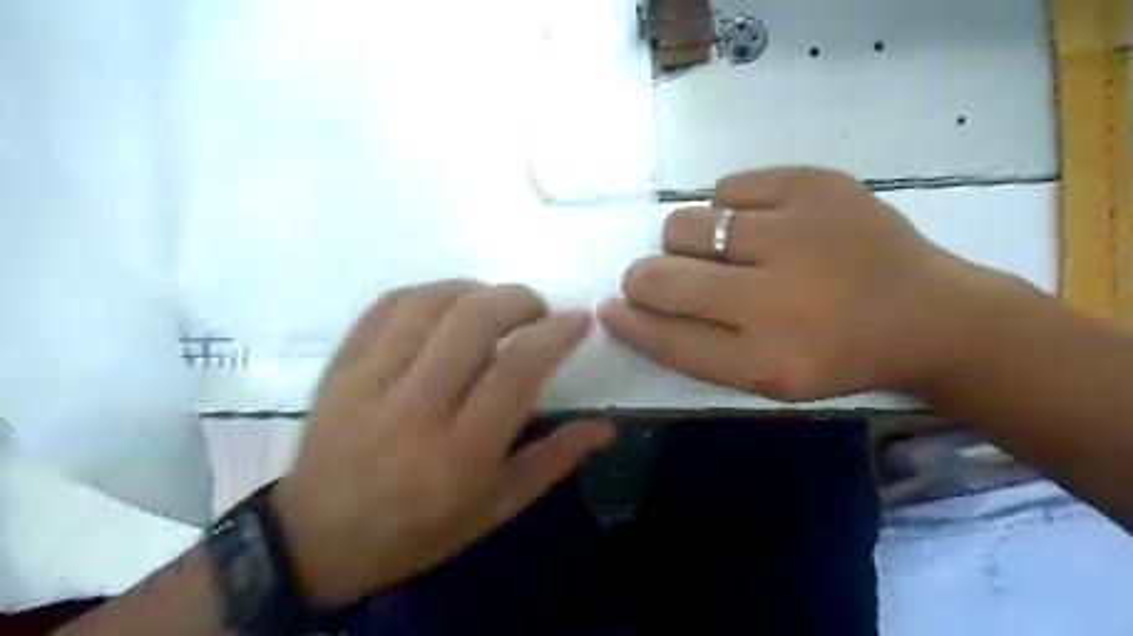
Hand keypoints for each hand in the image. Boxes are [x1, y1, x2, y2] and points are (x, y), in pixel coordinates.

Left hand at [270, 281, 615, 608]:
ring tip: (496, 303)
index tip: (579, 319)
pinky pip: (390, 304)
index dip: (556, 333)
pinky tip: (449, 303)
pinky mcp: (341, 365)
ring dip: (477, 289)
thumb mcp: (496, 508)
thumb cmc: (419, 529)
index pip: (517, 369)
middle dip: (519, 298)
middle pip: (473, 320)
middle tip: (537, 309)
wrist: (319, 537)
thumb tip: (606, 427)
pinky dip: (431, 291)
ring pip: (432, 303)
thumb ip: (554, 460)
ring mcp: (369, 381)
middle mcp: (414, 407)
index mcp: (459, 451)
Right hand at [597, 167, 1003, 400]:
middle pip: (663, 276)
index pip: (666, 338)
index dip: (628, 321)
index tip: (610, 307)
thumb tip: (626, 305)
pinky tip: (761, 225)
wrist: (930, 312)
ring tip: (725, 252)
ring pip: (686, 224)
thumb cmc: (834, 353)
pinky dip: (728, 207)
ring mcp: (799, 231)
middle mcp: (778, 298)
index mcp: (768, 360)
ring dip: (688, 243)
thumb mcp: (764, 374)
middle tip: (666, 277)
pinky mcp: (817, 184)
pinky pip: (726, 187)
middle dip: (645, 278)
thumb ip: (692, 345)